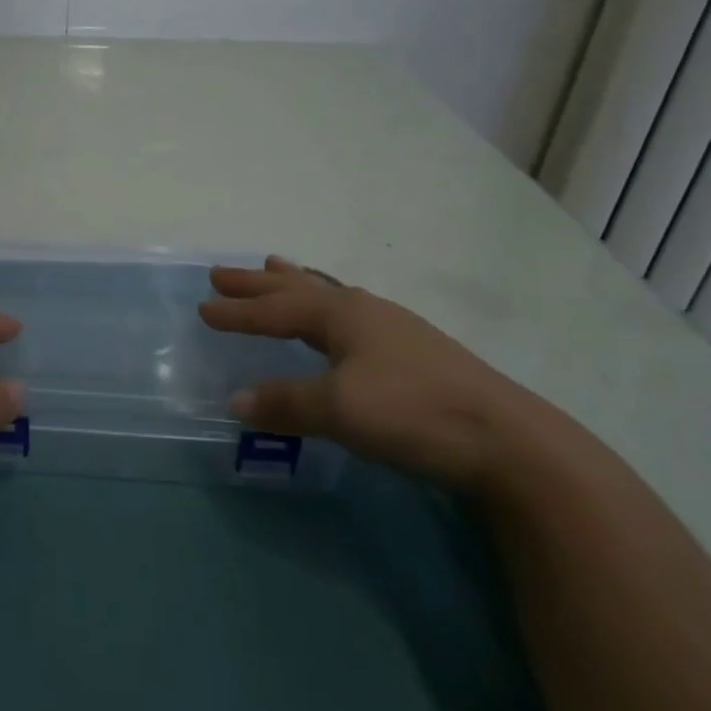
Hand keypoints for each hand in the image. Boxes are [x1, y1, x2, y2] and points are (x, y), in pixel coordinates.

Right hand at [199, 256, 545, 491]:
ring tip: (274, 269)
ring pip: (329, 295)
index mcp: (342, 314)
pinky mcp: (413, 350)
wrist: (508, 441)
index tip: (203, 308)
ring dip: (295, 284)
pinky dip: (326, 304)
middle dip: (258, 284)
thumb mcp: (340, 410)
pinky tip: (337, 319)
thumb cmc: (414, 413)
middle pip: (299, 290)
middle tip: (222, 272)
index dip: (238, 312)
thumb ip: (286, 402)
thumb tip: (233, 401)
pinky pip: (350, 312)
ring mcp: (393, 328)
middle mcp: (364, 310)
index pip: (276, 310)